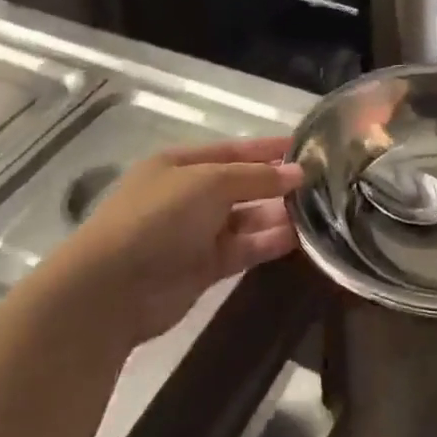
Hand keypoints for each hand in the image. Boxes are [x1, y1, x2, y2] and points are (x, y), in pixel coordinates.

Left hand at [48, 137, 304, 346]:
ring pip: (247, 218)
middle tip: (323, 184)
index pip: (233, 150)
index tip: (308, 147)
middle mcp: (189, 195)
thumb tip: (298, 173)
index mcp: (180, 164)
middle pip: (242, 184)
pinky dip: (268, 242)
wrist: (113, 289)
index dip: (268, 148)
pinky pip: (244, 248)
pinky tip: (300, 238)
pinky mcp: (205, 267)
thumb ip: (256, 177)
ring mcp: (196, 232)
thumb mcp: (209, 183)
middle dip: (277, 184)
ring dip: (278, 215)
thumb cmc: (158, 218)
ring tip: (321, 212)